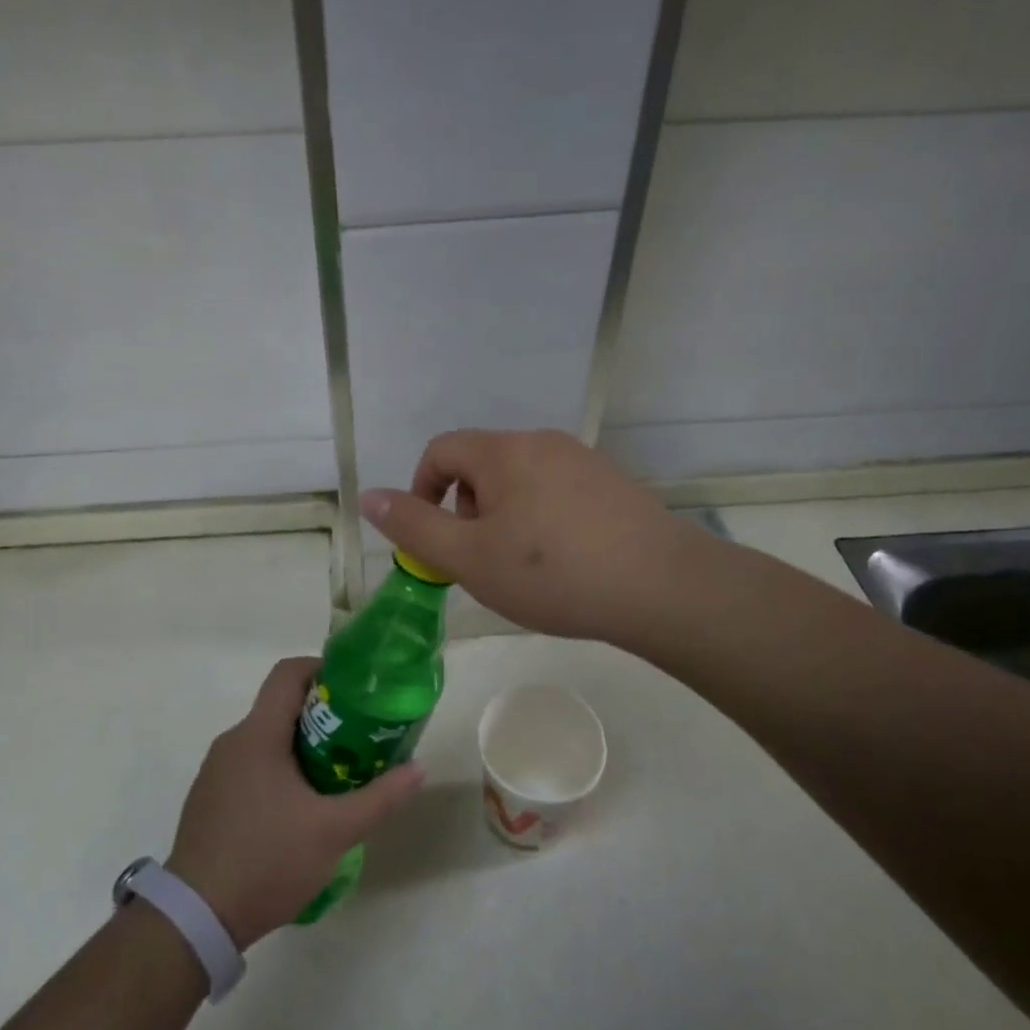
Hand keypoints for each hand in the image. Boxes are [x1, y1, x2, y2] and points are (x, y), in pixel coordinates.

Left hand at [165, 657, 423, 950]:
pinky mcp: (208, 800)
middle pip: (280, 707)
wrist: (195, 920)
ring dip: (301, 747)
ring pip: (266, 740)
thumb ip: (379, 798)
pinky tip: (297, 810)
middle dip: (322, 716)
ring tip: (335, 776)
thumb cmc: (267, 860)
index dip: (323, 669)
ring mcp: (215, 772)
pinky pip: (249, 767)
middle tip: (358, 739)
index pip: (289, 673)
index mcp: (257, 734)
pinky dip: (278, 772)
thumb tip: (418, 769)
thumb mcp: (334, 831)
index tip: (355, 690)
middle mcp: (232, 742)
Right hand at [360, 429, 690, 645]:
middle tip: (478, 559)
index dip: (422, 491)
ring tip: (519, 565)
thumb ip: (414, 526)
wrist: (661, 587)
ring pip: (520, 479)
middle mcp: (542, 443)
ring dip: (502, 516)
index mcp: (503, 452)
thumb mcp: (469, 557)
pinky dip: (540, 518)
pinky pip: (556, 491)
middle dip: (465, 508)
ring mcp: (583, 460)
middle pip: (480, 464)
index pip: (441, 451)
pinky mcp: (612, 484)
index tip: (432, 539)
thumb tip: (368, 496)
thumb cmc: (552, 573)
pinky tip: (561, 562)